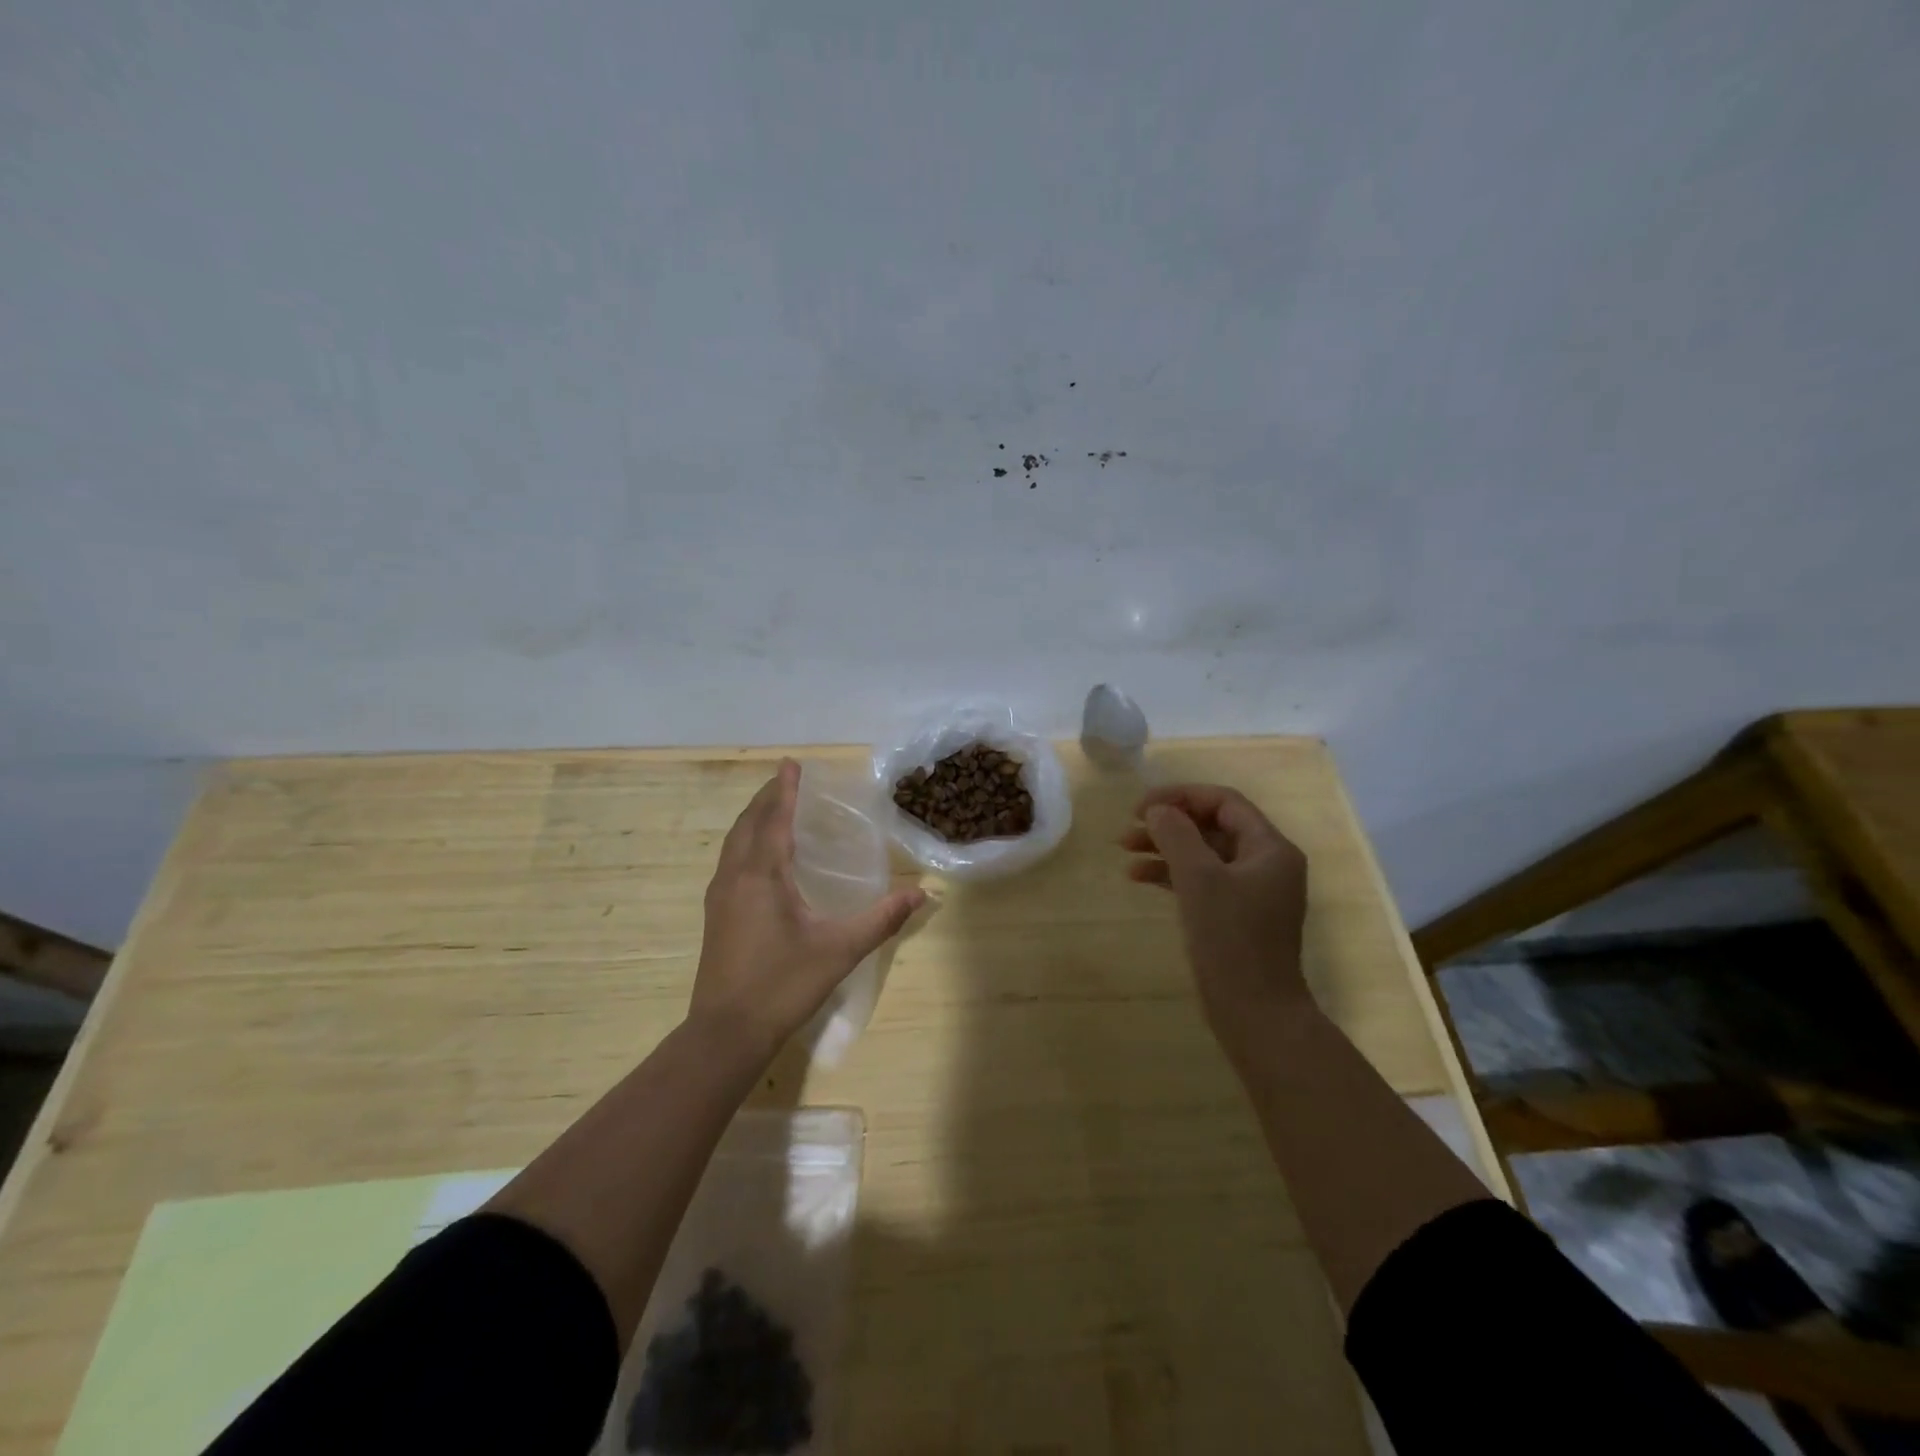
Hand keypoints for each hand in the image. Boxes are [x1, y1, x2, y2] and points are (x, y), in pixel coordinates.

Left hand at [692, 759, 924, 1055]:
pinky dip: (745, 843)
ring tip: (772, 809)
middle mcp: (735, 877)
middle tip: (786, 780)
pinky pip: (730, 861)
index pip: (773, 819)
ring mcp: (720, 897)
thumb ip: (881, 919)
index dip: (784, 790)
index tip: (791, 764)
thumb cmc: (783, 984)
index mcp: (762, 875)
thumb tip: (923, 894)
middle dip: (766, 798)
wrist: (726, 1032)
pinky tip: (759, 858)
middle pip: (748, 824)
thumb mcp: (839, 950)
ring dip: (752, 819)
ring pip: (734, 843)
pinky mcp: (715, 915)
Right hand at [1121, 784, 1312, 1043]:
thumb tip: (1158, 810)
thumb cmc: (1231, 940)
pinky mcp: (1237, 916)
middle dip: (1169, 824)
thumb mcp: (1199, 879)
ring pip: (1204, 854)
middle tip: (1128, 829)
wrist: (1256, 1013)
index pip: (1224, 802)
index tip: (1140, 807)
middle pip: (1213, 826)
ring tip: (1124, 852)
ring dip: (1165, 848)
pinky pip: (1203, 881)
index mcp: (1270, 848)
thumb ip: (1177, 836)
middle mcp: (1267, 863)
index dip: (1180, 797)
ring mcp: (1252, 891)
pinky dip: (1172, 875)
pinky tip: (1139, 878)